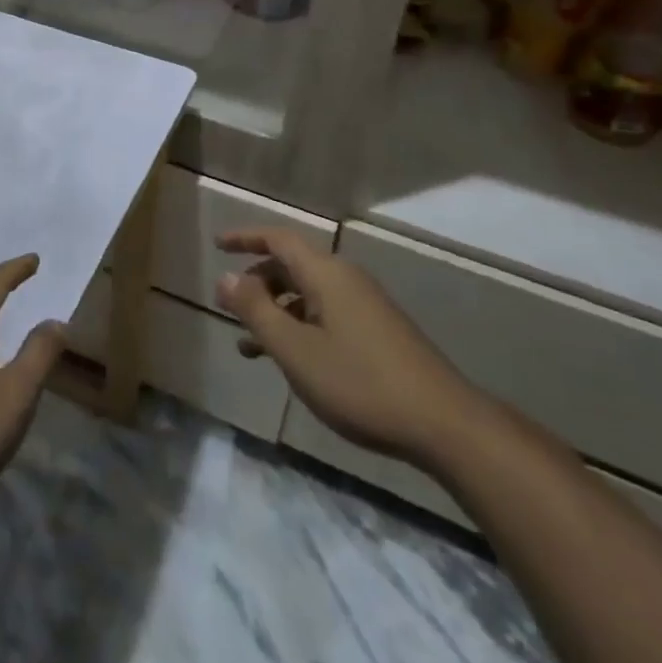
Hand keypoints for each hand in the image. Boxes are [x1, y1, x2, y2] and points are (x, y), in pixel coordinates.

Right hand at [215, 230, 488, 466]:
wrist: (444, 424)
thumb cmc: (360, 383)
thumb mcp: (296, 350)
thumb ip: (256, 311)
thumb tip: (226, 278)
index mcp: (326, 274)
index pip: (278, 239)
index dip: (245, 238)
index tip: (217, 245)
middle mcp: (346, 280)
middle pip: (292, 265)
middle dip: (257, 282)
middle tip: (231, 306)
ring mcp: (365, 306)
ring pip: (307, 294)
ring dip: (276, 311)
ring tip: (249, 345)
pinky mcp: (377, 332)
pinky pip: (325, 314)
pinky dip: (299, 327)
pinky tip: (291, 362)